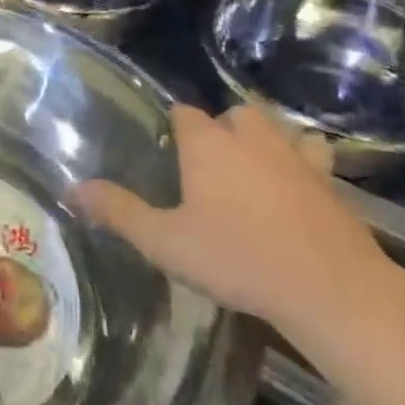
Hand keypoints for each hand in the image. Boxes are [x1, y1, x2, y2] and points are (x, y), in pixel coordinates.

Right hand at [70, 104, 401, 346]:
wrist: (332, 290)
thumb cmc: (238, 259)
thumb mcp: (165, 242)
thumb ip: (118, 211)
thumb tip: (71, 189)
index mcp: (208, 145)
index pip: (185, 113)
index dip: (175, 127)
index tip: (169, 150)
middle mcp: (252, 140)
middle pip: (236, 113)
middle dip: (223, 128)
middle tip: (210, 165)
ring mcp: (297, 158)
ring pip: (280, 129)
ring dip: (267, 140)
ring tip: (255, 169)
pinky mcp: (333, 185)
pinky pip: (315, 159)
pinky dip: (305, 165)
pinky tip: (299, 190)